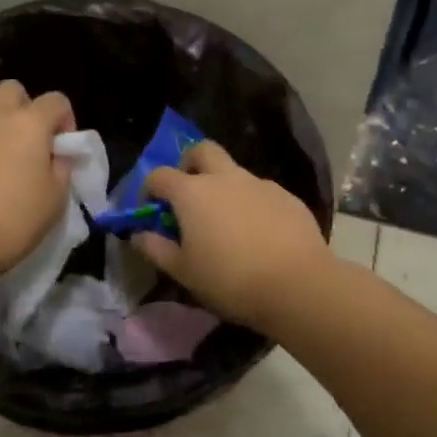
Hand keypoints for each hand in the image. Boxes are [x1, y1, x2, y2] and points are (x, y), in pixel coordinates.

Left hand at [0, 80, 76, 282]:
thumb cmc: (15, 218)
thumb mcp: (56, 197)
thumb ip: (62, 168)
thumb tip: (56, 156)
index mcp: (29, 123)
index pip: (56, 100)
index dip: (66, 120)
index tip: (64, 150)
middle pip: (13, 91)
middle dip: (27, 108)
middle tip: (35, 143)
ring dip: (4, 132)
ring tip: (11, 170)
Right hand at [132, 139, 332, 328]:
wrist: (298, 285)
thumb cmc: (230, 279)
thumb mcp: (183, 272)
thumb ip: (156, 249)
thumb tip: (138, 235)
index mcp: (192, 192)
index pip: (159, 176)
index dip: (149, 189)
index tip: (151, 210)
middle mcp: (225, 177)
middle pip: (202, 151)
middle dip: (190, 164)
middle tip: (189, 193)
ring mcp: (259, 184)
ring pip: (234, 172)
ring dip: (224, 187)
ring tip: (227, 224)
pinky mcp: (287, 197)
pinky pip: (261, 192)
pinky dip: (252, 204)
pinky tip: (259, 234)